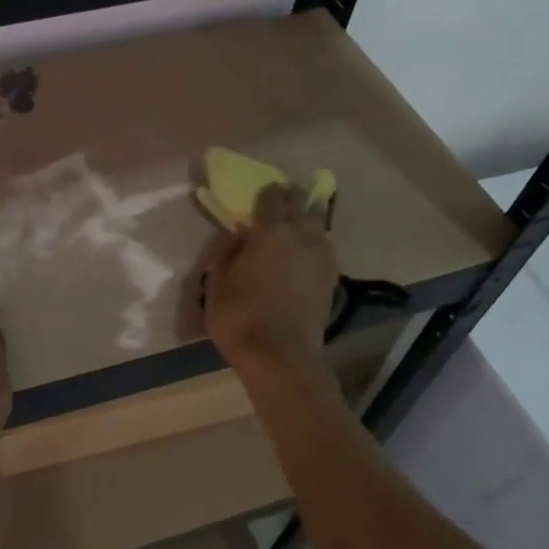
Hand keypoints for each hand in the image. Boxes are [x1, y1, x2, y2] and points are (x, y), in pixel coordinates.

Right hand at [204, 182, 337, 373]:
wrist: (280, 358)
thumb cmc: (240, 316)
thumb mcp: (217, 281)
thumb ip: (229, 253)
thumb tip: (240, 239)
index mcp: (271, 231)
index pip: (273, 196)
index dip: (266, 190)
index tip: (259, 191)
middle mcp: (302, 236)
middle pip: (304, 203)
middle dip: (293, 197)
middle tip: (280, 200)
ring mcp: (322, 257)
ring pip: (319, 224)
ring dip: (308, 219)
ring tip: (295, 225)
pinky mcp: (331, 279)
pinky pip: (324, 248)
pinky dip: (315, 243)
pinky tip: (304, 253)